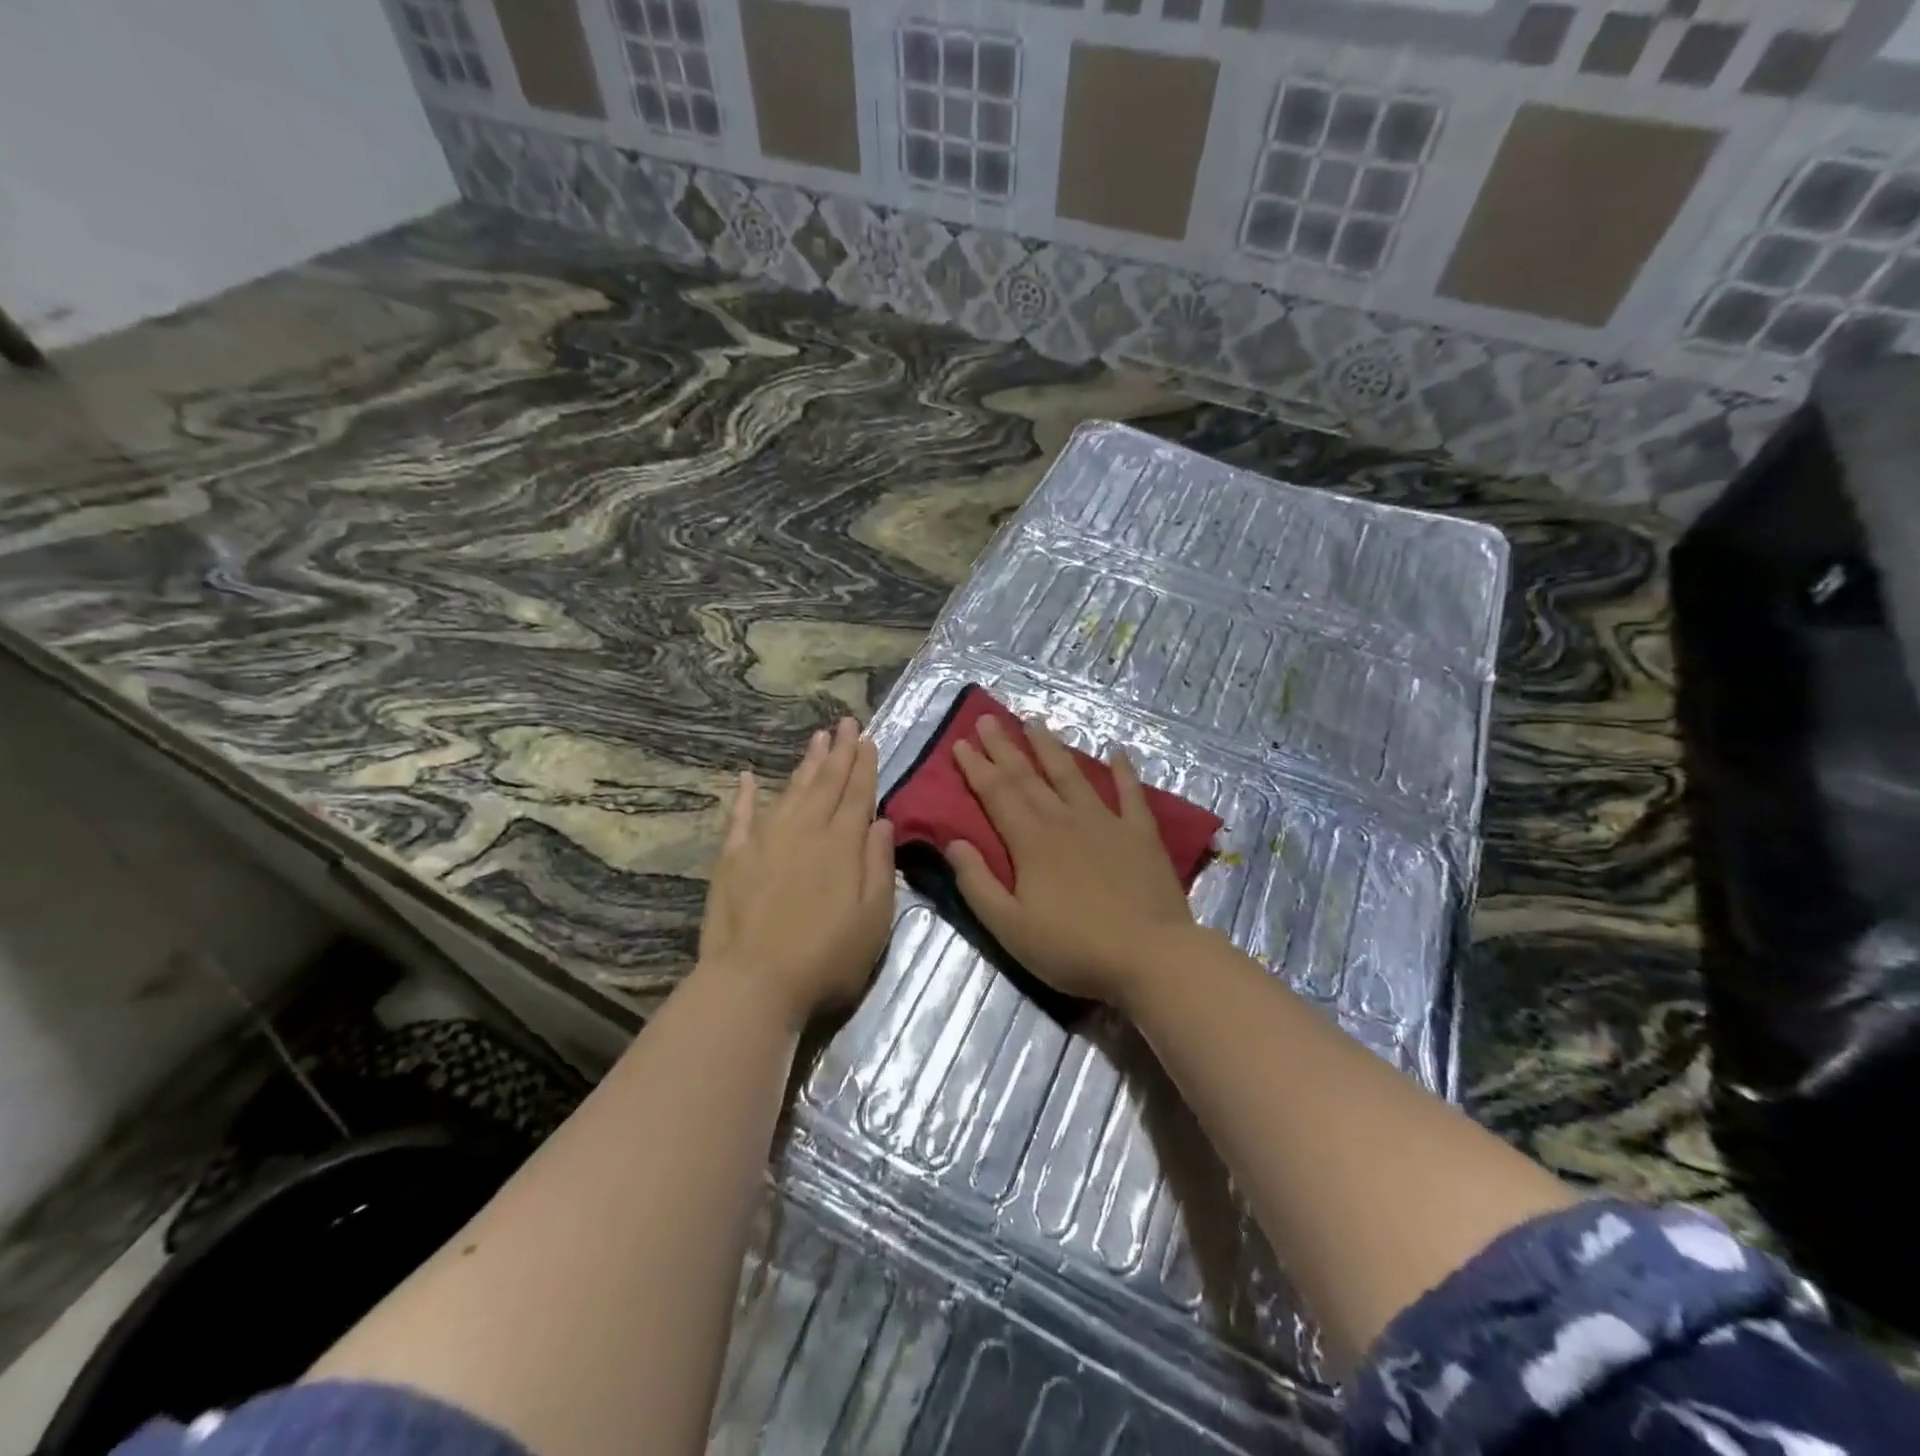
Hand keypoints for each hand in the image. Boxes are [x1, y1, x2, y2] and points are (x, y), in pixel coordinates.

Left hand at [698, 718, 895, 1029]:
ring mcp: (765, 841)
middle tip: (846, 722)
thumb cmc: (826, 958)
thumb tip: (882, 822)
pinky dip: (746, 795)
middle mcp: (805, 831)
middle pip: (825, 783)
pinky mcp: (733, 858)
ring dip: (805, 764)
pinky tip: (749, 777)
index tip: (868, 739)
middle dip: (839, 751)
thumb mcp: (874, 919)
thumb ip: (879, 865)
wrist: (754, 983)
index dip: (864, 765)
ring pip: (790, 791)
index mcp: (842, 845)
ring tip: (817, 739)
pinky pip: (740, 816)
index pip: (857, 794)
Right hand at [947, 715, 1201, 1008]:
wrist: (1150, 956)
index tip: (961, 742)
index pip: (996, 794)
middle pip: (1028, 776)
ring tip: (1036, 722)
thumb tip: (953, 842)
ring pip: (1072, 775)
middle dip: (1004, 747)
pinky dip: (1123, 771)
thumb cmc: (1073, 948)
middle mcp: (1065, 820)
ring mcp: (1106, 822)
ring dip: (1051, 748)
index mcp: (1030, 841)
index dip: (976, 767)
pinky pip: (1130, 793)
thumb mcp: (1010, 928)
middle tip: (988, 719)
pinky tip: (1117, 751)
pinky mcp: (1141, 834)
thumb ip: (978, 884)